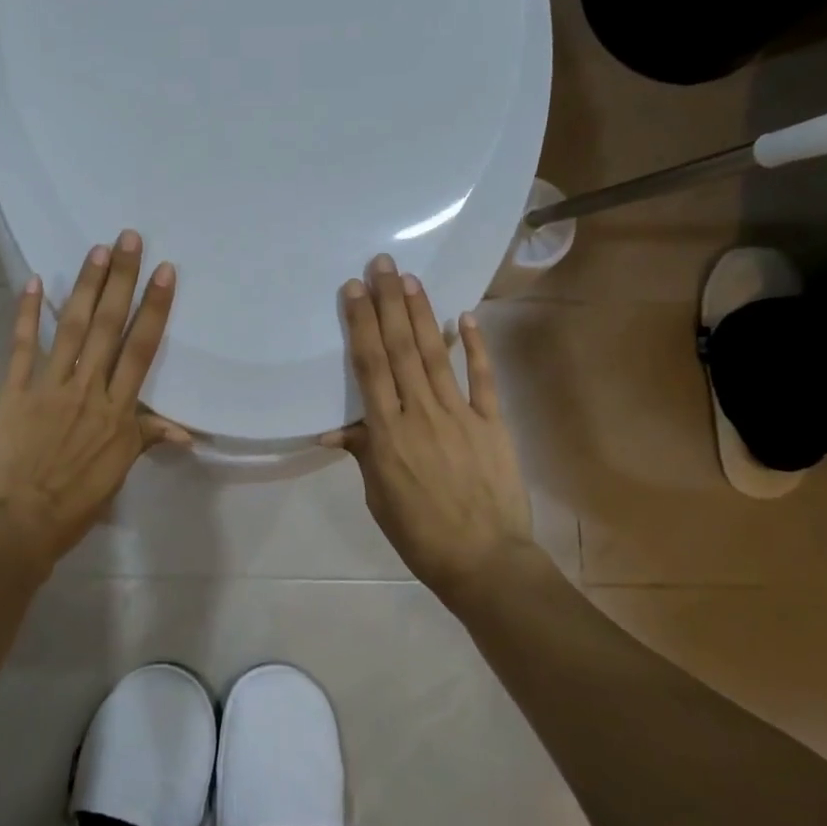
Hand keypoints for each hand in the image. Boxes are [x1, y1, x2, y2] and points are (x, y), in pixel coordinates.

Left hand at [0, 231, 187, 569]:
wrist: (17, 525)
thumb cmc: (74, 503)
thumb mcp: (117, 472)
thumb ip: (145, 439)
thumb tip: (187, 431)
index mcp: (118, 411)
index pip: (142, 350)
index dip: (155, 308)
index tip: (164, 272)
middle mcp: (89, 389)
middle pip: (110, 326)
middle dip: (121, 280)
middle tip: (129, 238)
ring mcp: (50, 387)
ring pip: (73, 328)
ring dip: (85, 286)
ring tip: (97, 250)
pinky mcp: (14, 391)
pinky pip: (22, 346)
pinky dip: (27, 313)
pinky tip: (33, 282)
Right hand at [321, 255, 534, 602]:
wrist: (484, 561)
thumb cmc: (419, 533)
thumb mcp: (378, 496)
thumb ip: (363, 453)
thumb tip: (333, 429)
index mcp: (387, 434)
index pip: (370, 367)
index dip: (361, 325)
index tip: (354, 290)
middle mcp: (420, 414)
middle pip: (401, 349)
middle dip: (388, 303)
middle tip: (381, 264)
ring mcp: (460, 415)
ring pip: (436, 355)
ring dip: (422, 314)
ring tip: (410, 279)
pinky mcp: (492, 423)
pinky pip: (482, 379)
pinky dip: (476, 347)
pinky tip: (467, 317)